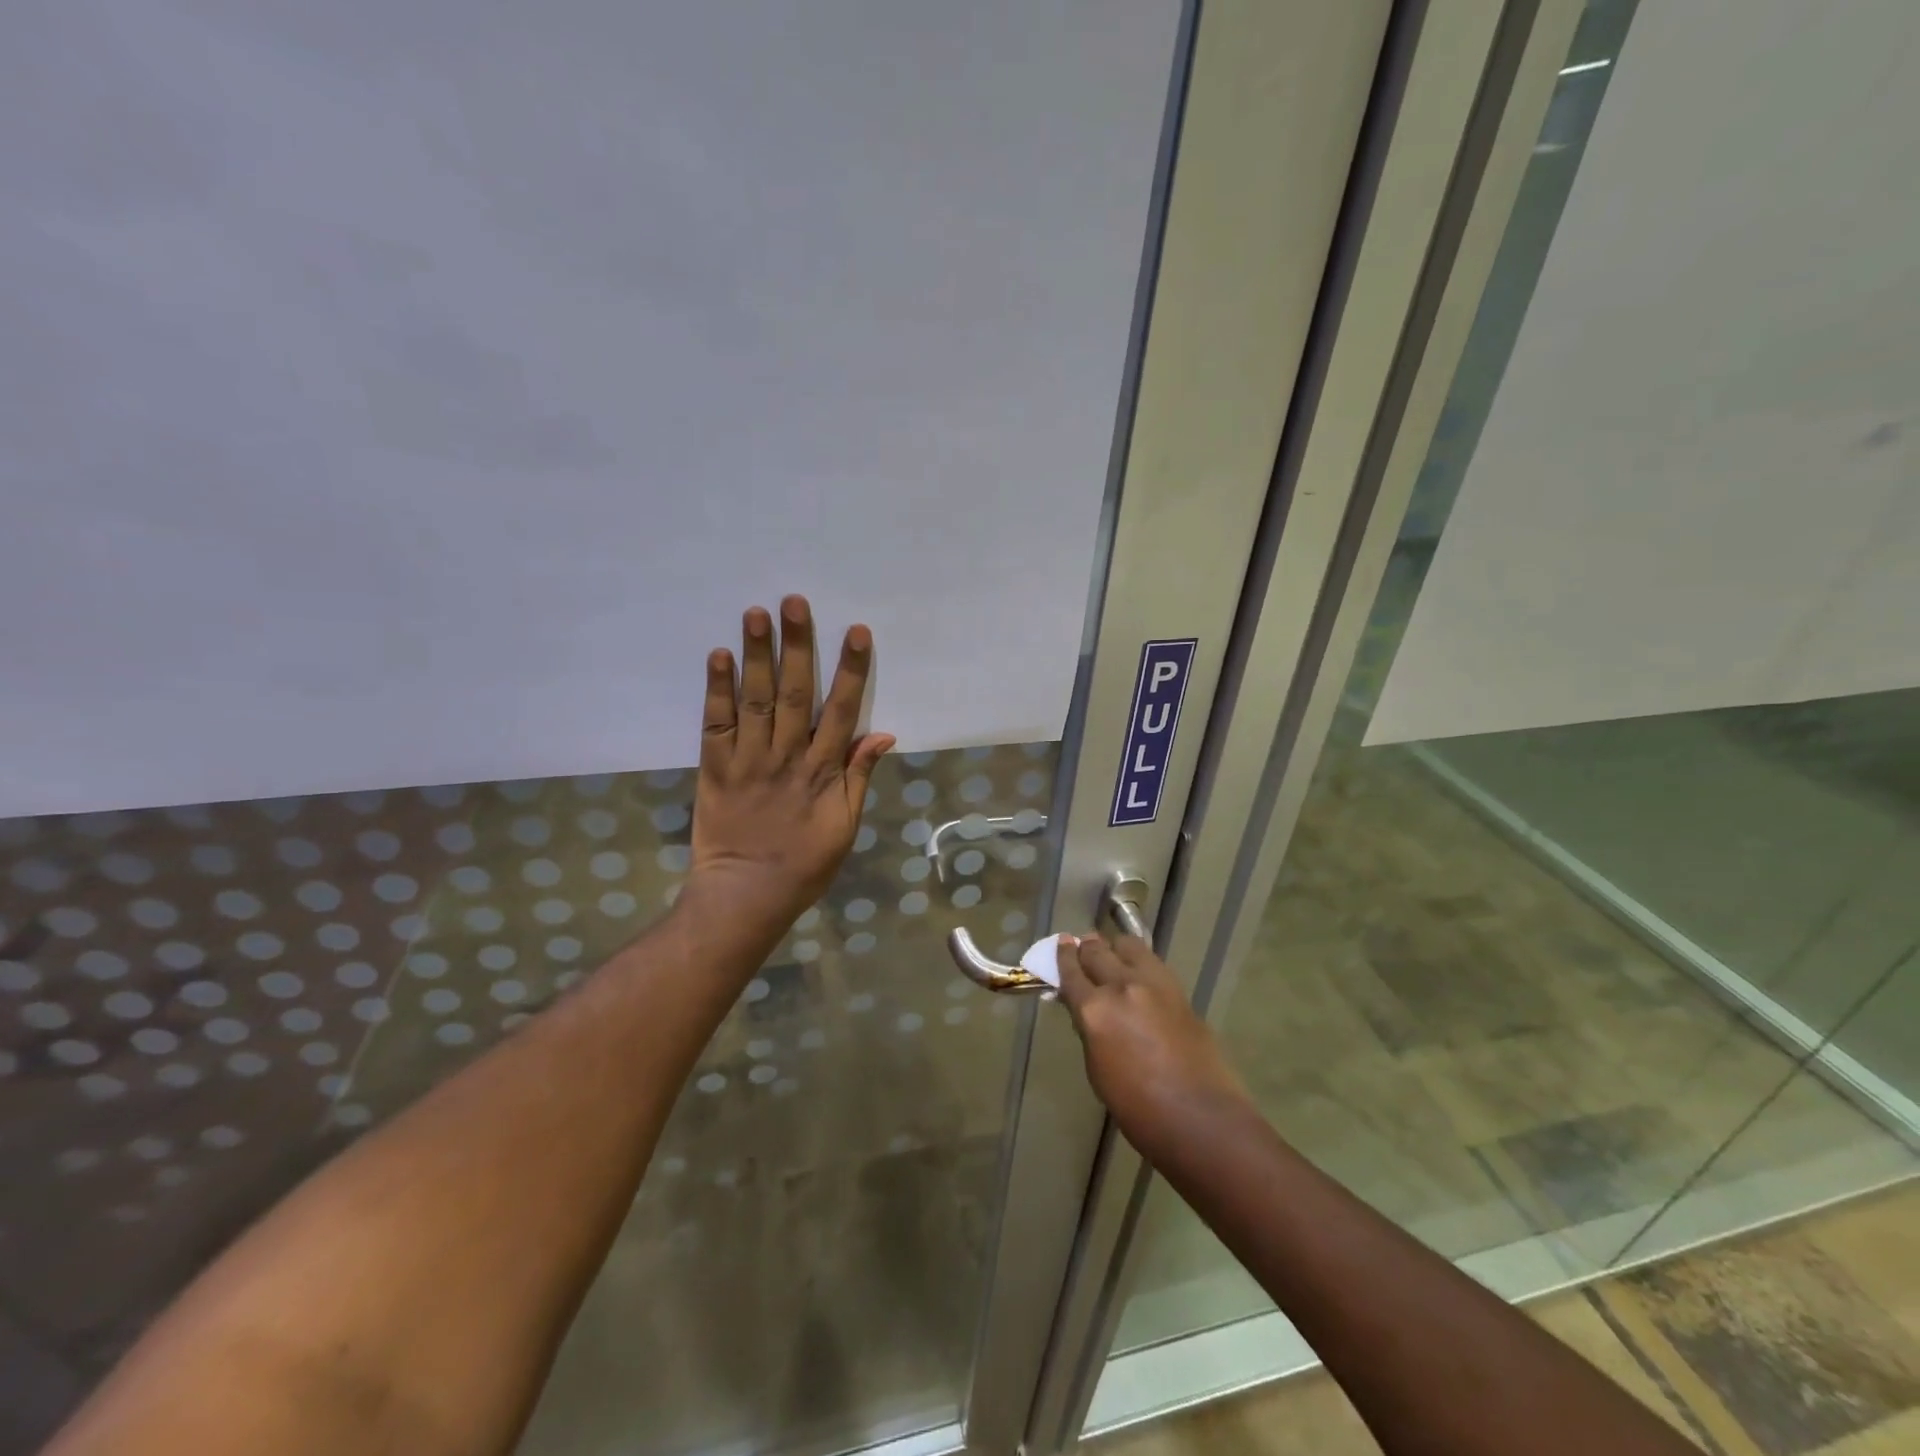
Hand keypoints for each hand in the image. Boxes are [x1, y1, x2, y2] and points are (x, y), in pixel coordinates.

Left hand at [689, 595, 893, 933]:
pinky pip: (715, 724)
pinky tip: (719, 655)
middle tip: (794, 601)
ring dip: (756, 655)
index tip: (855, 632)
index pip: (840, 711)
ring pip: (754, 700)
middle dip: (796, 646)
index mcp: (822, 772)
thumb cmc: (804, 865)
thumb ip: (860, 777)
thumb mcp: (845, 827)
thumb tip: (883, 733)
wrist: (745, 895)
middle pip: (793, 693)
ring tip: (756, 613)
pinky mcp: (714, 768)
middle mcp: (786, 757)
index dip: (850, 670)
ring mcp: (747, 760)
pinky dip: (717, 689)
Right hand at [1055, 934, 1247, 1146]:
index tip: (1061, 944)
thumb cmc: (1138, 1109)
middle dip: (1086, 948)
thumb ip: (1089, 1030)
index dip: (1062, 956)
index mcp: (1095, 1011)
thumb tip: (1085, 1010)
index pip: (1071, 972)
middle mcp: (1122, 987)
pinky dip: (1139, 961)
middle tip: (1082, 948)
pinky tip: (1138, 972)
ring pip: (1128, 945)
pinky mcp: (1179, 990)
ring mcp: (1154, 984)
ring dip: (1115, 947)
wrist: (1201, 1118)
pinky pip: (1152, 962)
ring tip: (1113, 956)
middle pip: (1098, 951)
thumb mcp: (1097, 1070)